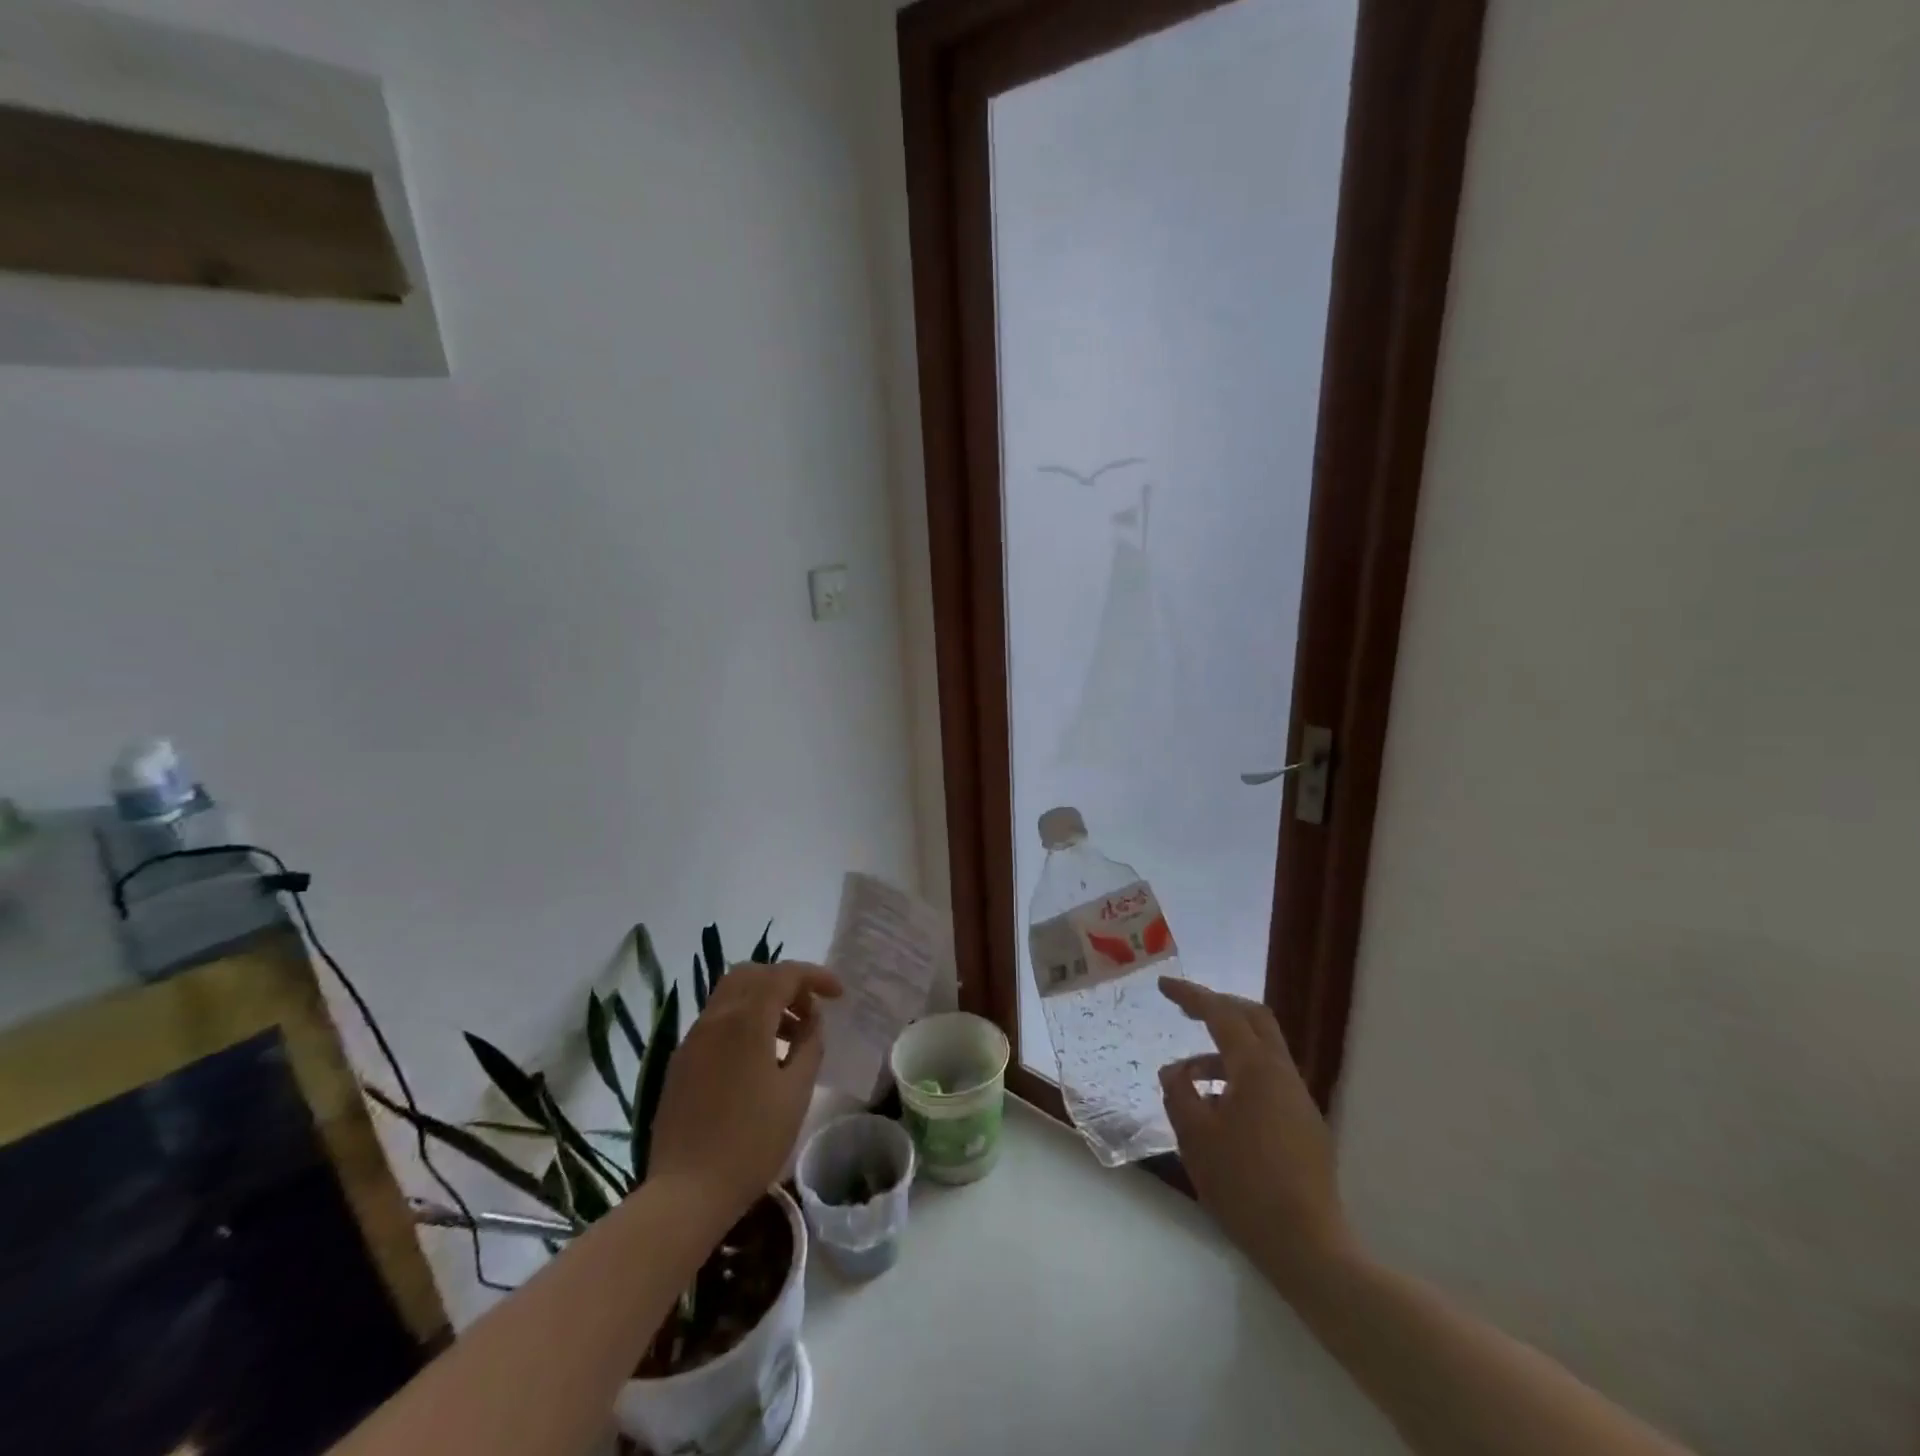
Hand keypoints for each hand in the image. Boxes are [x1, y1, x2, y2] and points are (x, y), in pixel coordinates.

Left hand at [647, 962, 841, 1225]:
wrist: (685, 1194)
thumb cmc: (751, 1142)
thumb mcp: (796, 1093)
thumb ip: (810, 1045)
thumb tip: (811, 1020)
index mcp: (746, 1020)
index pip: (784, 974)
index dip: (815, 976)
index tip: (838, 995)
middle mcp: (715, 1018)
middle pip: (752, 974)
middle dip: (785, 982)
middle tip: (809, 1011)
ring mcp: (693, 1039)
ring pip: (731, 995)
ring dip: (764, 1002)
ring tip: (789, 1039)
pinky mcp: (681, 1062)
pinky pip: (716, 1022)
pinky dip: (742, 1022)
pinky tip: (758, 1060)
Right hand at [1158, 978, 1351, 1290]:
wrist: (1308, 1248)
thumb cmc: (1243, 1185)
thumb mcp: (1195, 1136)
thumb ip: (1179, 1093)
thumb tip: (1175, 1071)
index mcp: (1256, 1068)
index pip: (1221, 1013)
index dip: (1190, 995)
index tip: (1164, 986)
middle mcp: (1283, 1074)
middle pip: (1254, 1019)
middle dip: (1218, 1007)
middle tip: (1186, 1010)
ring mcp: (1300, 1101)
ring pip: (1261, 1054)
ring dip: (1224, 1053)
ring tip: (1190, 1081)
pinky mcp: (1306, 1127)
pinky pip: (1269, 1082)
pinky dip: (1239, 1078)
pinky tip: (1219, 1111)